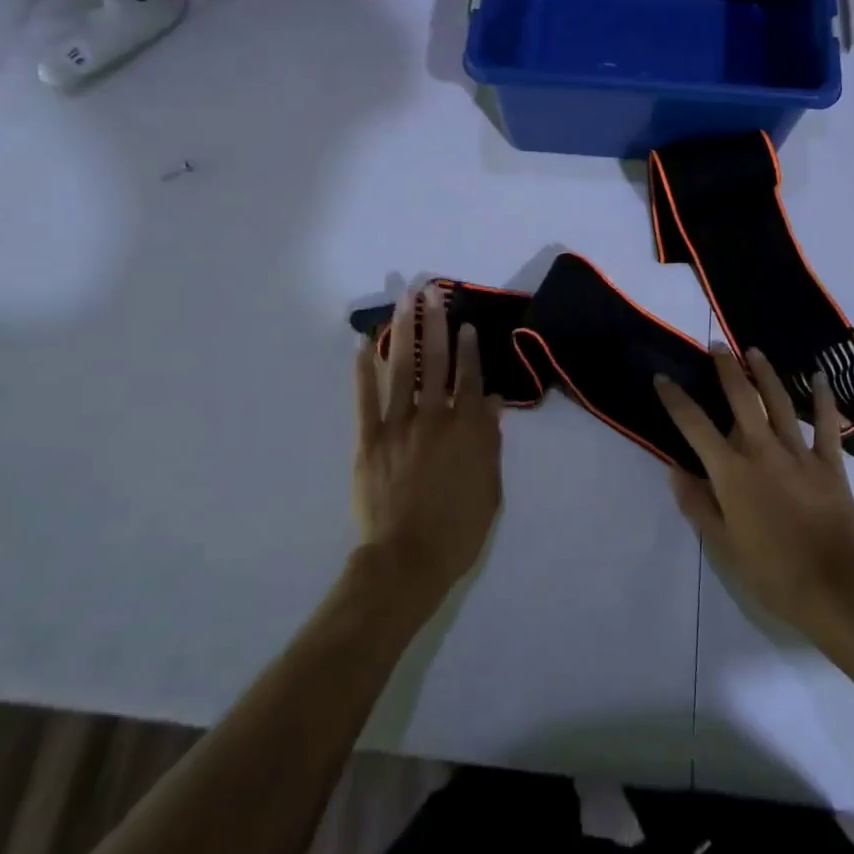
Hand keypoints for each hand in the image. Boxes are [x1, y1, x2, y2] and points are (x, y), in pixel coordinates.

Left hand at [353, 288, 504, 608]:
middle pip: (436, 362)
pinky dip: (363, 370)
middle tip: (432, 291)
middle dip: (435, 324)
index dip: (469, 349)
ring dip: (404, 332)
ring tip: (403, 301)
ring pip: (402, 370)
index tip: (466, 323)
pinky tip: (362, 344)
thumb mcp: (490, 487)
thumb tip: (491, 402)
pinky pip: (365, 399)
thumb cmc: (458, 530)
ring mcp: (398, 427)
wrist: (407, 562)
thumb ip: (490, 441)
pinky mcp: (369, 441)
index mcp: (466, 429)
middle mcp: (433, 418)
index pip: (469, 378)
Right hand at [656, 349, 853, 641]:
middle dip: (726, 368)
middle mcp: (762, 451)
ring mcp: (799, 454)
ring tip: (754, 351)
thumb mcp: (724, 546)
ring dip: (765, 373)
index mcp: (732, 472)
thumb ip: (698, 504)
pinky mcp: (830, 464)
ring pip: (779, 402)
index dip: (675, 399)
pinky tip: (819, 377)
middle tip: (716, 345)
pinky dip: (823, 399)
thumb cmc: (772, 573)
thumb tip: (675, 469)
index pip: (695, 426)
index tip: (662, 378)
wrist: (835, 590)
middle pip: (741, 398)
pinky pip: (825, 424)